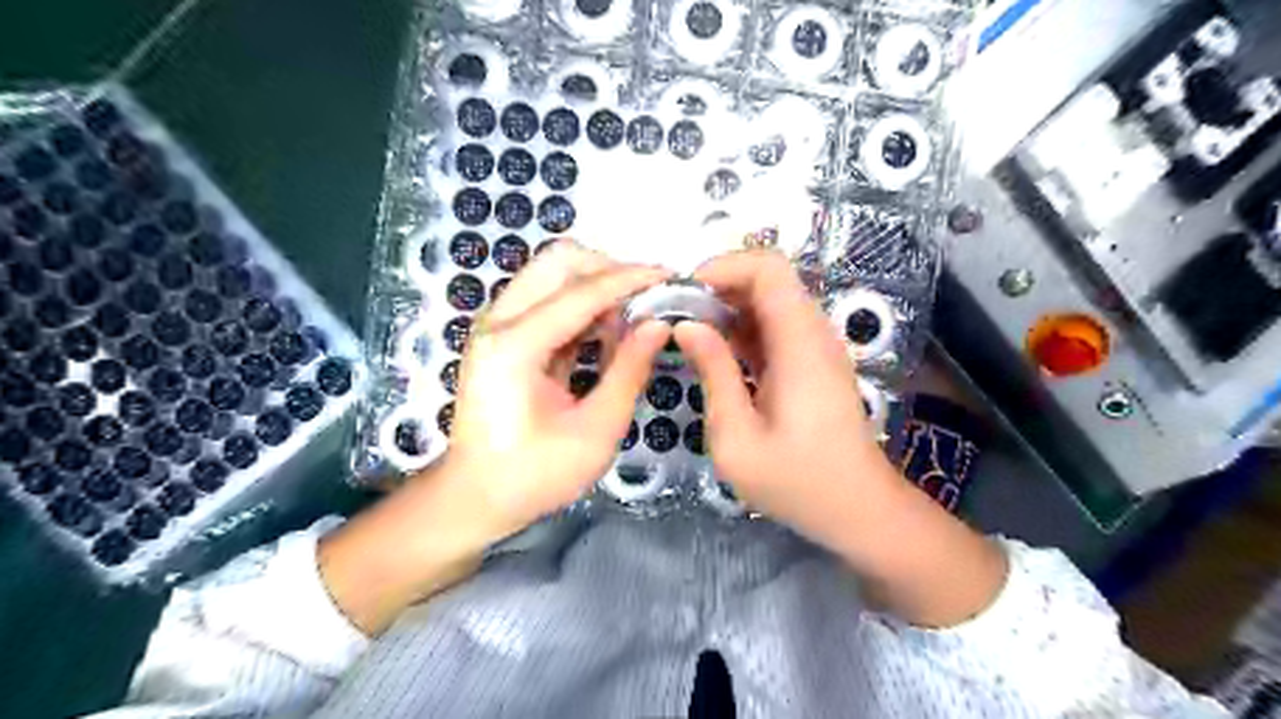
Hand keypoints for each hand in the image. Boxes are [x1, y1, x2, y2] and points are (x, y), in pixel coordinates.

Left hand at [321, 240, 671, 634]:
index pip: (581, 291)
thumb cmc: (535, 475)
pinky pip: (549, 299)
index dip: (631, 279)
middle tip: (646, 300)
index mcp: (515, 345)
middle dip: (609, 270)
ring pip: (553, 274)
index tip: (671, 276)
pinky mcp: (504, 335)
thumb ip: (629, 371)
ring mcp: (497, 325)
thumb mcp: (596, 431)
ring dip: (596, 287)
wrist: (476, 498)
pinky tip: (606, 337)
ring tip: (630, 323)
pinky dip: (583, 307)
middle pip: (558, 261)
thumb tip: (660, 325)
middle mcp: (499, 321)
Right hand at [675, 251, 891, 548]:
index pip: (768, 268)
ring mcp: (816, 347)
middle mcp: (813, 333)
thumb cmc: (796, 481)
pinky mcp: (814, 363)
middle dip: (719, 287)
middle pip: (768, 279)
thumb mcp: (737, 436)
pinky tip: (718, 358)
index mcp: (799, 343)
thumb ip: (713, 373)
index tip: (684, 294)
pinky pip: (776, 328)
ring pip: (770, 302)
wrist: (858, 509)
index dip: (723, 266)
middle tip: (679, 317)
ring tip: (691, 337)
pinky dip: (743, 331)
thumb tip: (686, 326)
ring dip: (729, 309)